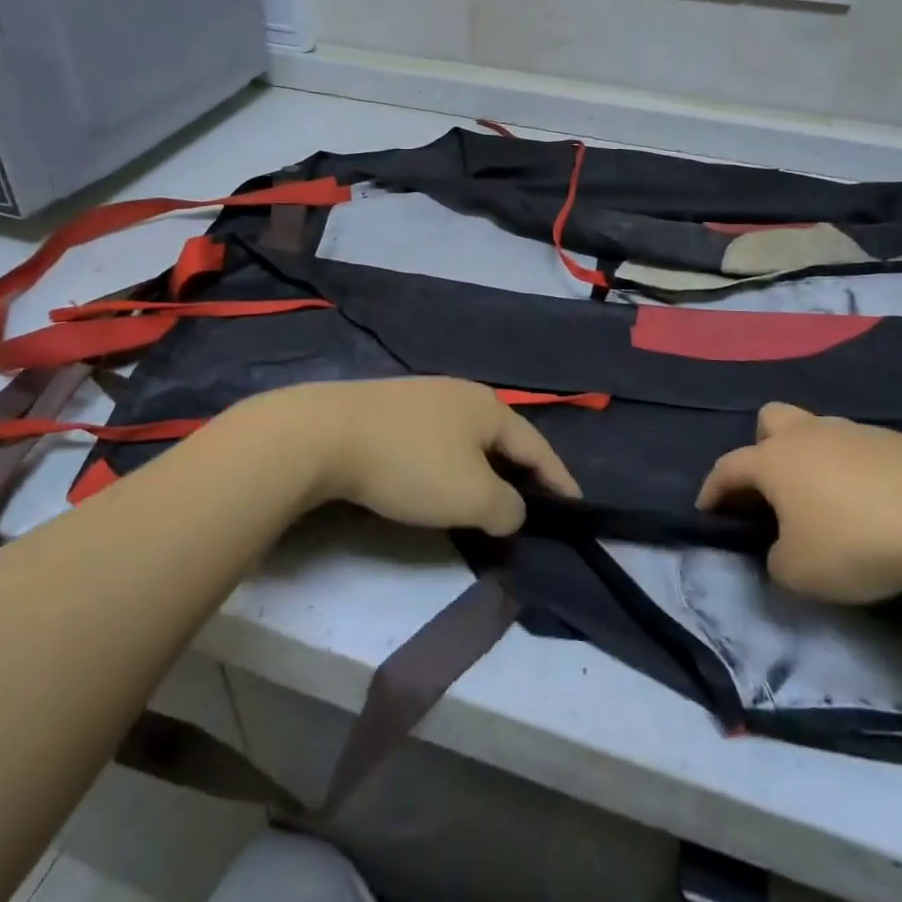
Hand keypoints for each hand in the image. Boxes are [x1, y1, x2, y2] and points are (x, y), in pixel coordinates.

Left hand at [233, 378, 581, 535]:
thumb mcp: (471, 496)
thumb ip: (506, 507)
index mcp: (489, 408)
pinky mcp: (389, 408)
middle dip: (521, 469)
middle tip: (535, 500)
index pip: (537, 446)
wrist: (325, 435)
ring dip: (483, 466)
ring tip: (489, 493)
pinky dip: (450, 462)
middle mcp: (461, 393)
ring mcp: (422, 396)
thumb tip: (512, 509)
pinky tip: (439, 477)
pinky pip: (436, 439)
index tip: (577, 503)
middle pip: (503, 436)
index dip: (559, 478)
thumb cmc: (410, 464)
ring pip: (467, 437)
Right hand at [697, 403, 901, 604]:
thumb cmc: (856, 540)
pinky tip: (872, 503)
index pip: (728, 467)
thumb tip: (782, 550)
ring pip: (817, 431)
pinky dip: (854, 471)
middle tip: (772, 485)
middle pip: (770, 419)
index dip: (713, 488)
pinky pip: (859, 449)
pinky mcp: (896, 441)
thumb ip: (776, 562)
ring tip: (827, 500)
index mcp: (773, 460)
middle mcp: (807, 435)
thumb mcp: (800, 572)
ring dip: (812, 458)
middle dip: (762, 447)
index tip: (706, 508)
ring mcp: (853, 432)